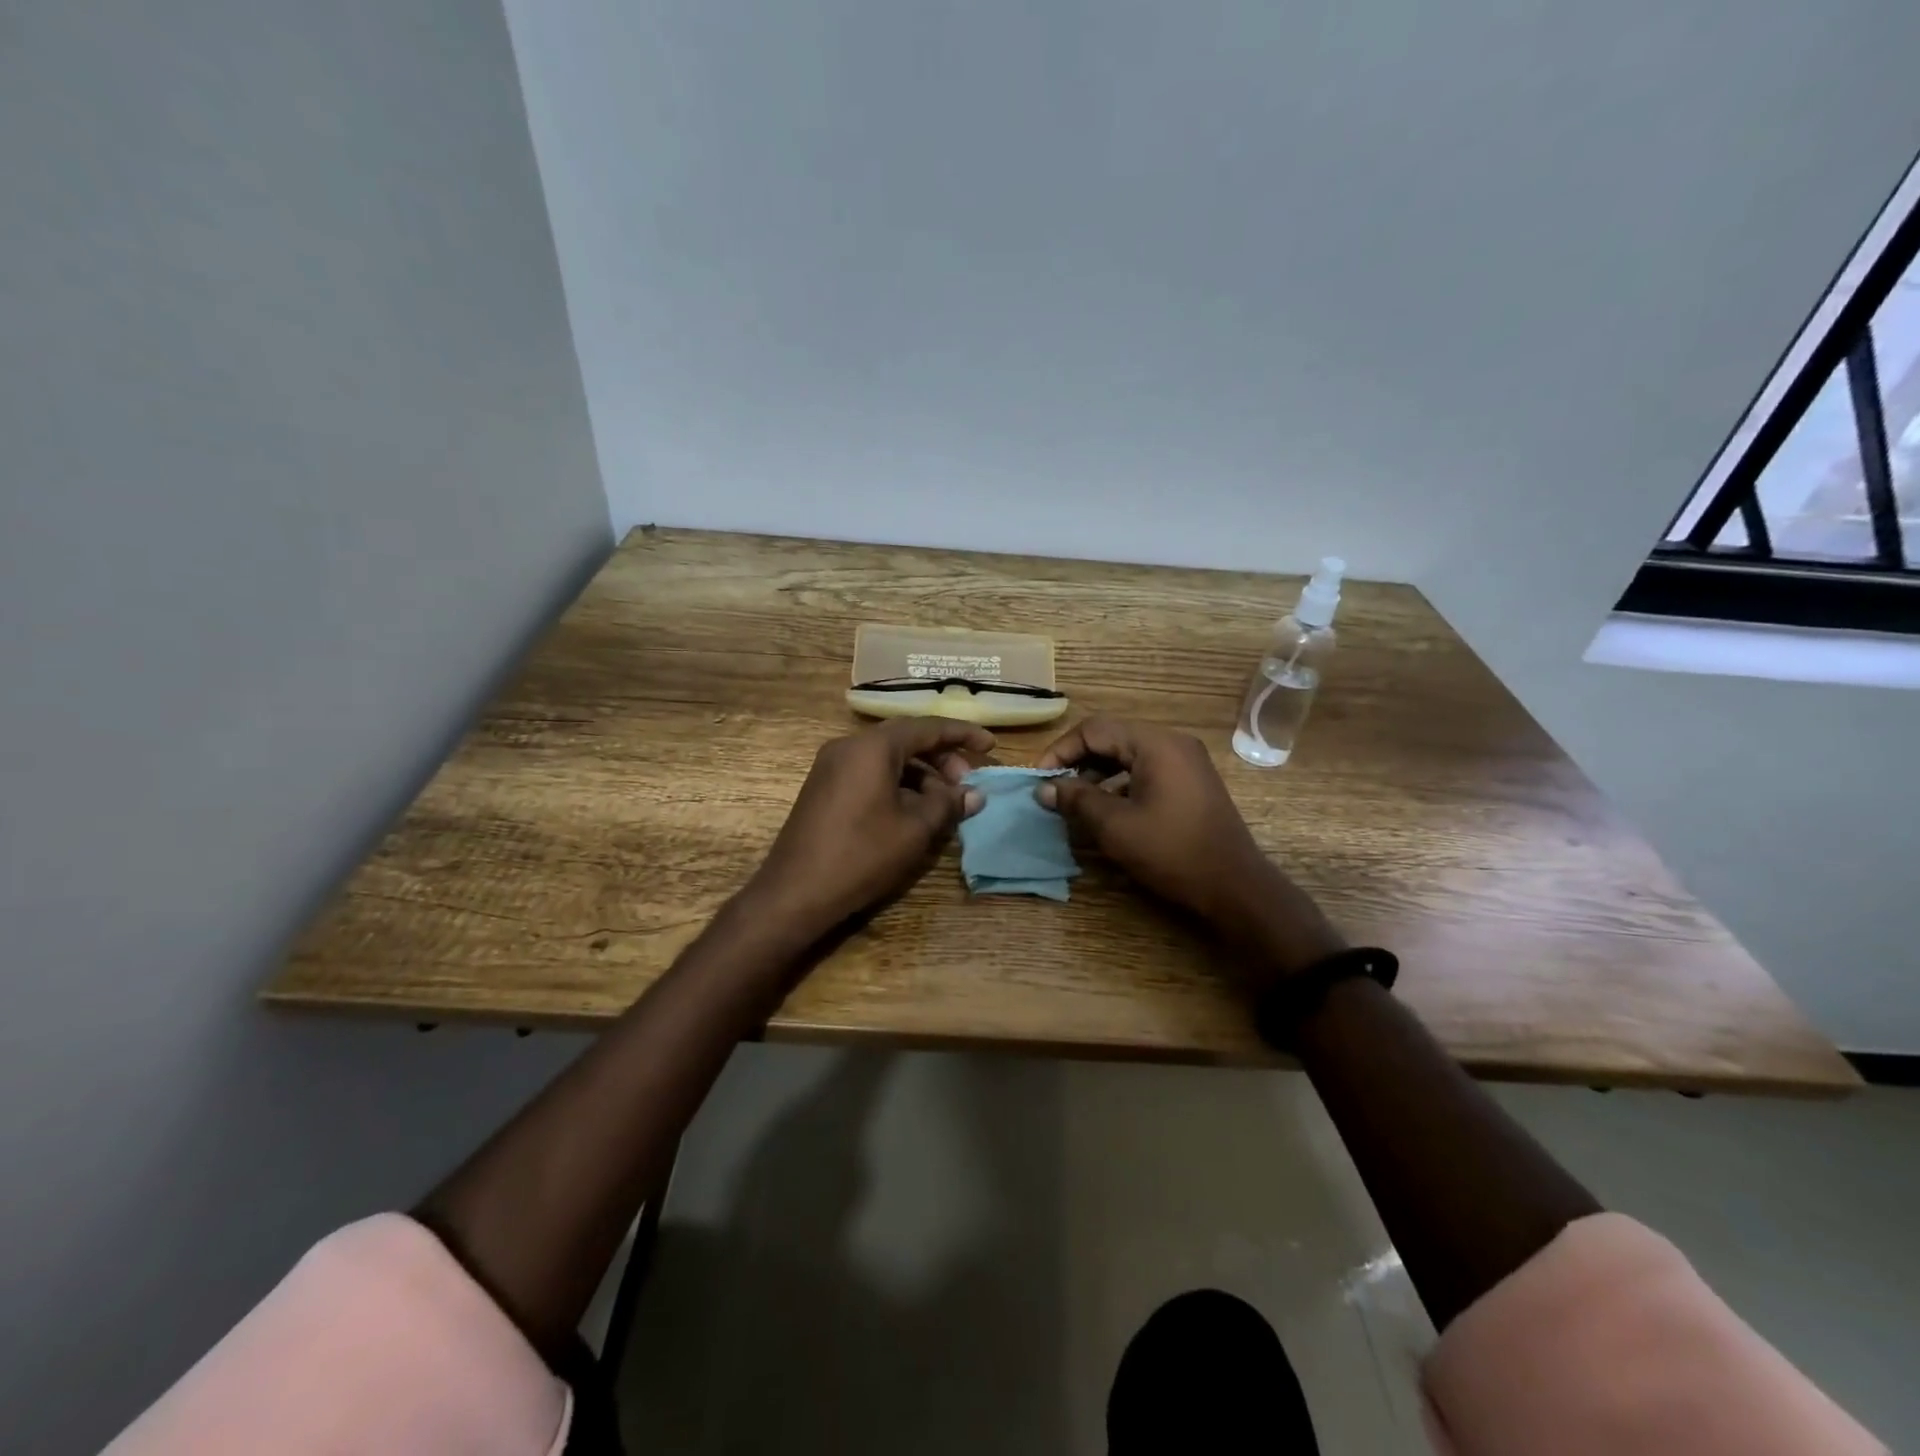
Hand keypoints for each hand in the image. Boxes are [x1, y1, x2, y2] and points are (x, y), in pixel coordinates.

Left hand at [743, 717, 993, 942]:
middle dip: (941, 757)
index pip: (927, 727)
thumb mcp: (915, 830)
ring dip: (920, 774)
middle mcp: (849, 746)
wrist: (795, 892)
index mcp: (872, 747)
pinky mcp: (824, 787)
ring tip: (944, 803)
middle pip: (905, 739)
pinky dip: (897, 784)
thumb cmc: (861, 855)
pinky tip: (913, 811)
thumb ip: (948, 804)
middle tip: (966, 783)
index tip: (990, 745)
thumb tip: (974, 793)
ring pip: (887, 758)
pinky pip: (869, 773)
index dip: (962, 734)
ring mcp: (831, 766)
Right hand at [1036, 717, 1345, 981]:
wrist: (1234, 886)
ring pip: (1128, 755)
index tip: (1040, 779)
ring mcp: (1185, 761)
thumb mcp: (1115, 826)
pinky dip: (1120, 783)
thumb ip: (1076, 800)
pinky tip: (1106, 809)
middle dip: (1077, 761)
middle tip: (1053, 789)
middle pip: (1112, 738)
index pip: (1094, 729)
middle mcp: (1172, 742)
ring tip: (1074, 801)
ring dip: (1097, 773)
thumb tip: (1045, 788)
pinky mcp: (1190, 782)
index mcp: (1155, 743)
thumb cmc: (1171, 851)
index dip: (1061, 751)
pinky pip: (1146, 770)